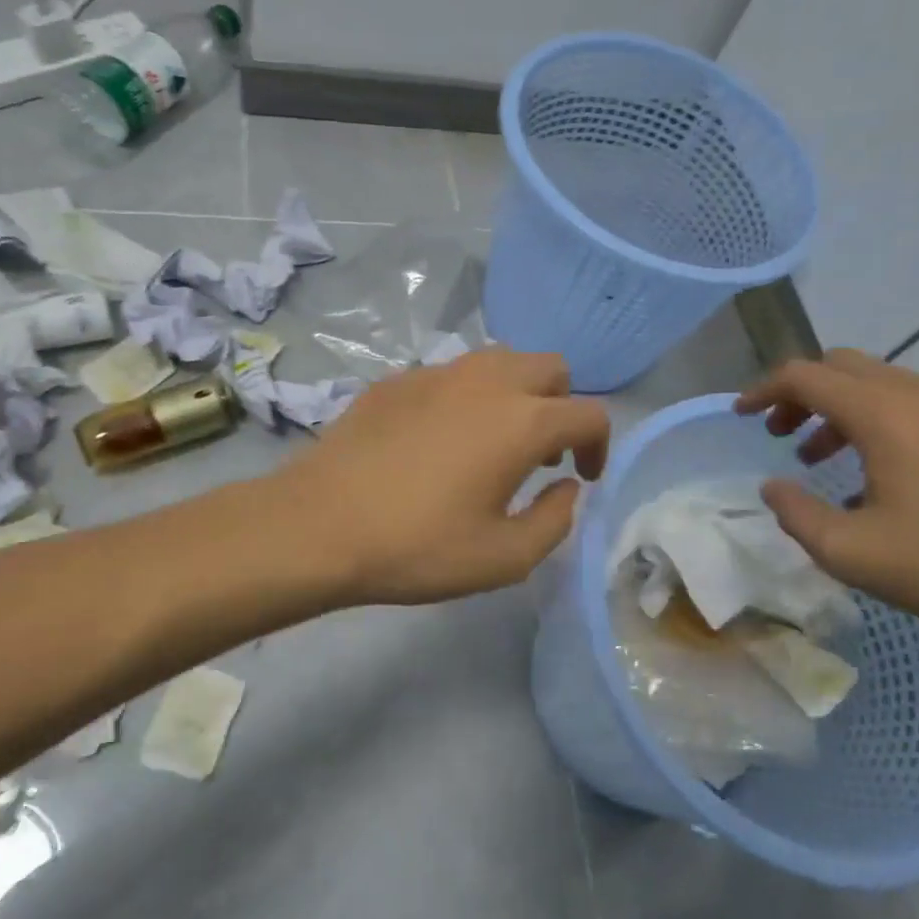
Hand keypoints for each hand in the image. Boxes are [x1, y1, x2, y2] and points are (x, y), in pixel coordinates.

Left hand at [278, 348, 608, 606]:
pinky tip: (438, 441)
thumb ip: (555, 520)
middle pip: (550, 368)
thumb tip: (568, 487)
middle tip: (541, 454)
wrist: (319, 525)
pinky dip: (466, 397)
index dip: (599, 446)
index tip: (583, 477)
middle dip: (560, 406)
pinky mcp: (397, 380)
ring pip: (499, 361)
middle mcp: (486, 381)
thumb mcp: (504, 558)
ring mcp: (437, 373)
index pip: (589, 414)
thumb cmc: (418, 547)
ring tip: (494, 442)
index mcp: (522, 421)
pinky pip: (451, 374)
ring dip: (515, 393)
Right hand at [735, 350, 918, 643]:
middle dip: (801, 393)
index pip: (805, 376)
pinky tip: (878, 476)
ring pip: (879, 382)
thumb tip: (774, 486)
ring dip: (839, 408)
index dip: (764, 390)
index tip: (741, 415)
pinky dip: (877, 420)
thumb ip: (796, 514)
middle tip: (780, 435)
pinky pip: (913, 403)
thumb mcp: (851, 552)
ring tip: (821, 458)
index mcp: (884, 414)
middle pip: (841, 366)